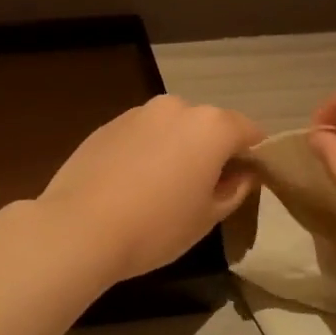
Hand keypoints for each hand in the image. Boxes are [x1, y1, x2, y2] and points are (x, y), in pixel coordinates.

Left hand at [40, 95, 264, 282]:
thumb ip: (234, 189)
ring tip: (164, 188)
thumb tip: (244, 174)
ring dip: (178, 148)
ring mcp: (138, 112)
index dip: (255, 156)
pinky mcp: (108, 124)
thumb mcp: (207, 217)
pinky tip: (133, 184)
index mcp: (211, 126)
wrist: (79, 227)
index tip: (249, 182)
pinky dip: (147, 151)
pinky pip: (142, 134)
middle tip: (205, 190)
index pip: (250, 132)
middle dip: (213, 151)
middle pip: (209, 125)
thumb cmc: (156, 227)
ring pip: (173, 128)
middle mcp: (177, 107)